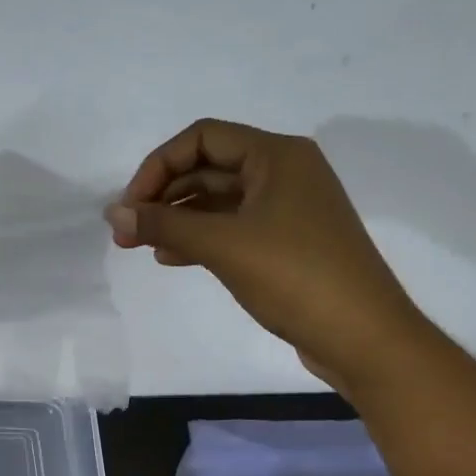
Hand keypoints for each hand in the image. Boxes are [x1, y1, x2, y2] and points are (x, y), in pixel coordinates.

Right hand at [106, 119, 437, 392]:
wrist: (363, 336)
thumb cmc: (295, 277)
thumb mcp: (223, 245)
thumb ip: (164, 224)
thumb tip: (112, 213)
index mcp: (277, 156)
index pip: (202, 138)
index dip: (158, 166)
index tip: (130, 206)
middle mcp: (283, 172)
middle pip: (208, 168)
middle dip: (163, 196)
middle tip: (125, 231)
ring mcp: (286, 209)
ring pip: (217, 201)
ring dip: (176, 219)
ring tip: (138, 246)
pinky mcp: (286, 242)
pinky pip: (232, 228)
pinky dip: (199, 238)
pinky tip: (170, 257)